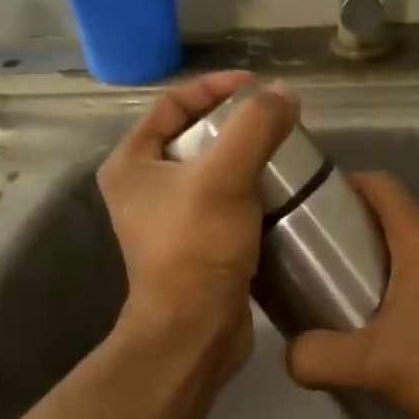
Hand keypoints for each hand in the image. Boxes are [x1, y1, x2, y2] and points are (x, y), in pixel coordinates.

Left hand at [96, 72, 298, 367]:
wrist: (194, 330)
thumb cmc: (198, 247)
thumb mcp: (225, 176)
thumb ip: (255, 127)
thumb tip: (285, 95)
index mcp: (132, 163)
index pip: (173, 104)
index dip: (215, 89)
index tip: (259, 88)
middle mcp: (144, 187)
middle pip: (194, 136)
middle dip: (236, 124)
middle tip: (277, 121)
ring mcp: (169, 219)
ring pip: (213, 171)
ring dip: (248, 159)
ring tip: (286, 153)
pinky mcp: (197, 244)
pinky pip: (226, 202)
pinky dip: (251, 192)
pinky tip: (282, 192)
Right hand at [284, 172, 418, 418]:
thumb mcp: (373, 365)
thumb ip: (318, 357)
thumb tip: (291, 354)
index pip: (380, 186)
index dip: (345, 184)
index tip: (315, 205)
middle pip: (397, 218)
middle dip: (358, 233)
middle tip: (324, 265)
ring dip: (388, 264)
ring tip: (356, 299)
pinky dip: (416, 285)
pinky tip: (402, 327)